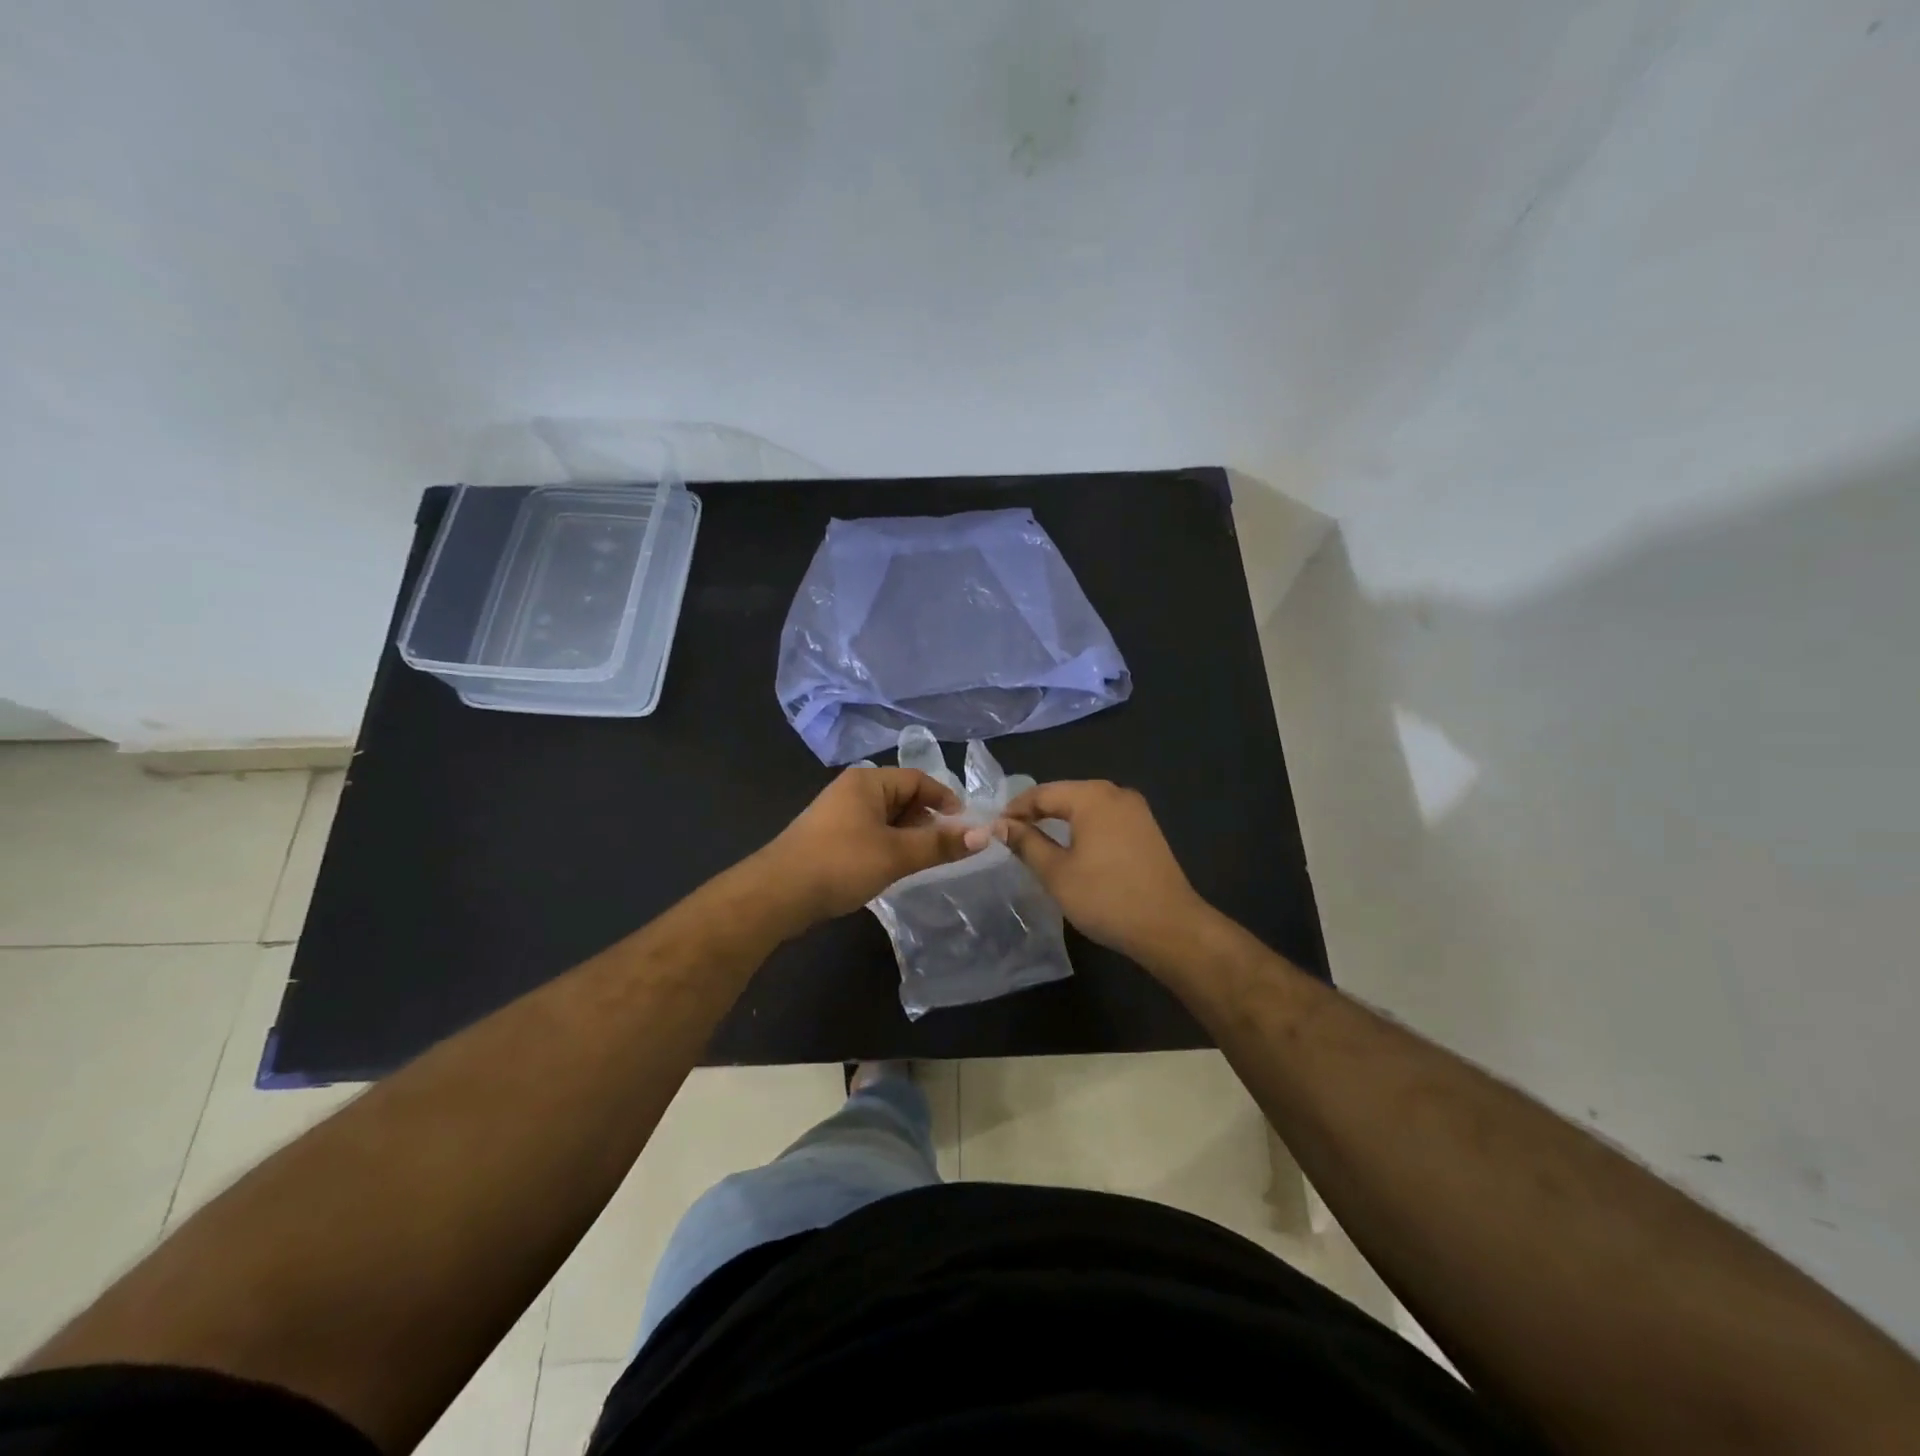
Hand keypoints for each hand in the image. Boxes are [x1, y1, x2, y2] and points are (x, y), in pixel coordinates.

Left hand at [758, 766, 974, 926]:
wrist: (777, 894)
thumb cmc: (841, 863)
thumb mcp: (897, 854)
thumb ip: (940, 843)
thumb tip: (985, 834)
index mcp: (868, 782)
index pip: (918, 779)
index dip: (945, 800)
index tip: (965, 827)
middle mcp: (852, 790)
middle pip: (903, 797)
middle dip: (927, 820)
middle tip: (945, 848)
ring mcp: (837, 813)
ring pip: (886, 818)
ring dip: (908, 836)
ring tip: (921, 861)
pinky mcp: (829, 837)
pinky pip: (870, 833)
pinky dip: (887, 846)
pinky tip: (892, 868)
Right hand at [990, 781, 1209, 965]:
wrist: (1170, 927)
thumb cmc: (1106, 897)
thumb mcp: (1056, 872)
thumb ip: (1026, 843)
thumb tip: (1000, 826)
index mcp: (1093, 796)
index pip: (1042, 793)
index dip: (1014, 810)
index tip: (993, 829)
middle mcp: (1116, 793)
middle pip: (1065, 795)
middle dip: (1036, 813)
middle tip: (1010, 835)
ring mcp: (1136, 811)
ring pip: (1086, 807)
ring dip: (1059, 821)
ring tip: (1035, 842)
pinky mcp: (1146, 830)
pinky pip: (1104, 820)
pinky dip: (1082, 829)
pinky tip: (1071, 848)